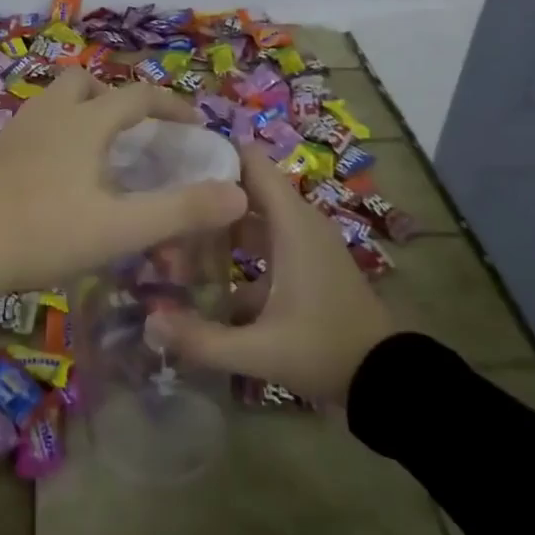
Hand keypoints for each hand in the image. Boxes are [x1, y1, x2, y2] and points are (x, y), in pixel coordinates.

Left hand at [0, 68, 247, 295]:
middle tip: (135, 136)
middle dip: (116, 100)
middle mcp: (48, 114)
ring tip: (100, 156)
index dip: (172, 104)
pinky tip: (58, 177)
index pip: (138, 95)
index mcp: (83, 123)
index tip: (193, 125)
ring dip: (83, 115)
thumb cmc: (43, 234)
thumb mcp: (119, 229)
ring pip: (56, 103)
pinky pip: (34, 127)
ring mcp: (15, 131)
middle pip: (86, 83)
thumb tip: (239, 193)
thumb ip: (181, 211)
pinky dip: (56, 136)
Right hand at [144, 141, 418, 398]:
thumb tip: (149, 323)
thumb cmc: (324, 350)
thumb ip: (202, 340)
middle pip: (245, 187)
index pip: (250, 161)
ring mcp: (304, 242)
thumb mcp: (260, 351)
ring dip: (219, 223)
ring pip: (253, 216)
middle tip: (162, 201)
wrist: (386, 381)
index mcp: (291, 223)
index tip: (170, 161)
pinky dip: (237, 248)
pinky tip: (205, 273)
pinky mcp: (307, 263)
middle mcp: (298, 222)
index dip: (212, 153)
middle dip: (206, 191)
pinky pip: (265, 240)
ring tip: (174, 234)